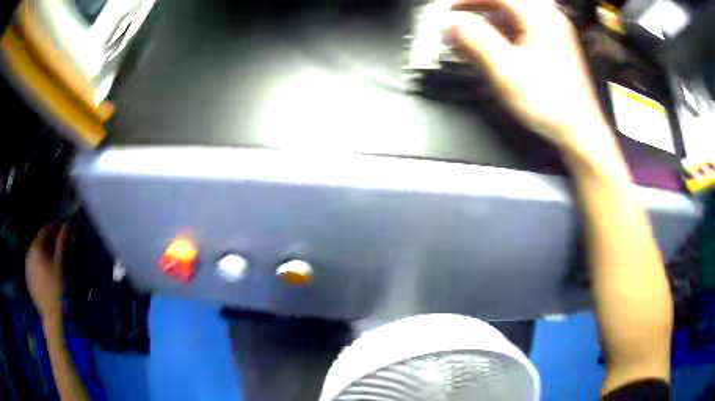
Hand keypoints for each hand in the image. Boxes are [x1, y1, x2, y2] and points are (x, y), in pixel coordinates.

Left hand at [26, 224, 69, 319]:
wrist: (50, 316)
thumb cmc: (55, 289)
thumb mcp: (59, 265)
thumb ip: (62, 243)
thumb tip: (67, 224)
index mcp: (35, 247)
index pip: (45, 230)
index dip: (55, 228)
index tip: (64, 231)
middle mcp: (29, 253)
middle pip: (40, 242)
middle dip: (51, 242)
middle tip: (61, 247)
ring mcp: (27, 266)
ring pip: (37, 253)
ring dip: (46, 252)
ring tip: (55, 260)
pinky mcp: (28, 277)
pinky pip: (34, 264)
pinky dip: (41, 263)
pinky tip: (48, 272)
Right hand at [449, 0, 615, 155]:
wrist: (580, 133)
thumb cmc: (551, 104)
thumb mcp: (507, 70)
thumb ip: (477, 41)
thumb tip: (453, 23)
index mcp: (540, 17)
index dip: (469, 1)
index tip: (450, 11)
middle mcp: (549, 21)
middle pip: (505, 6)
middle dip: (478, 14)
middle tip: (459, 26)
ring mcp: (553, 36)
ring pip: (512, 21)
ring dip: (488, 28)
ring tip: (470, 44)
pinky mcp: (553, 51)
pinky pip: (521, 35)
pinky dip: (502, 39)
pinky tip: (491, 53)